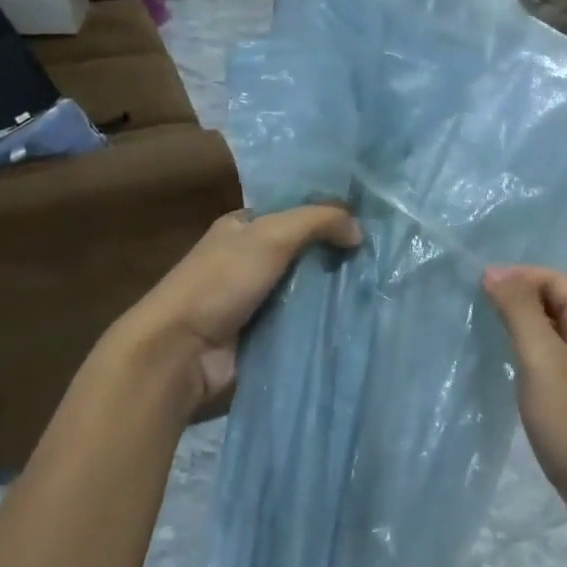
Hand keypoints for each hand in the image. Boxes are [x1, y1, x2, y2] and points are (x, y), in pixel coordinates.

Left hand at [112, 205, 360, 412]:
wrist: (182, 353)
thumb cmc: (220, 283)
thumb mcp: (271, 235)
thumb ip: (318, 221)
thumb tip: (359, 231)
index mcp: (243, 229)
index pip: (295, 213)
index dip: (329, 214)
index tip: (371, 222)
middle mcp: (251, 262)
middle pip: (306, 253)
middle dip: (339, 255)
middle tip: (384, 259)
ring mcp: (258, 302)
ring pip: (309, 290)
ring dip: (337, 292)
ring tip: (382, 289)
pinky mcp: (266, 337)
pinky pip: (305, 324)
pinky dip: (326, 322)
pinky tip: (361, 319)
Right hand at [483, 266, 566, 539]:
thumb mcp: (543, 360)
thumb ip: (519, 311)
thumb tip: (495, 270)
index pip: (555, 279)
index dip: (516, 276)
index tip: (474, 285)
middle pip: (557, 304)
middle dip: (517, 301)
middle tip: (473, 309)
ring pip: (556, 335)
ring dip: (523, 330)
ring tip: (484, 336)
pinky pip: (558, 364)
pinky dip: (532, 359)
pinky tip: (509, 373)